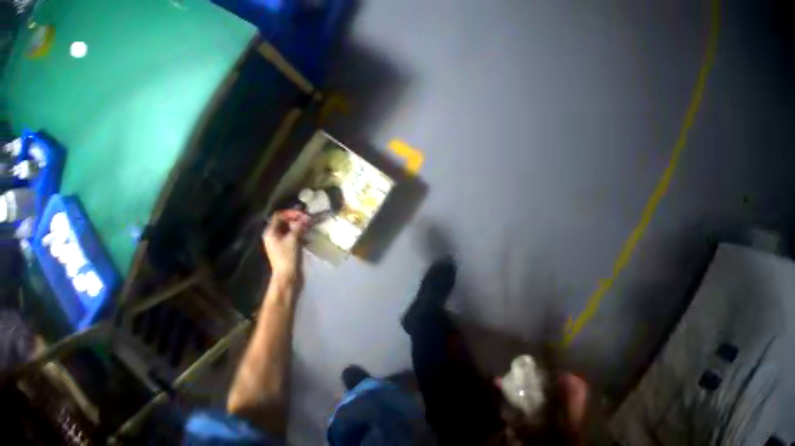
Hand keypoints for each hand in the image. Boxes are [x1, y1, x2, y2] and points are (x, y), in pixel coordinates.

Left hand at [263, 210, 309, 282]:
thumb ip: (298, 227)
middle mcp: (272, 235)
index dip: (290, 214)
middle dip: (295, 220)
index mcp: (270, 232)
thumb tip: (305, 218)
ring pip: (287, 229)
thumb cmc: (286, 258)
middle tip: (306, 220)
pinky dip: (297, 234)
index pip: (279, 216)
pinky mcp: (283, 248)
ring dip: (297, 227)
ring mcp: (277, 242)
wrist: (285, 277)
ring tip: (307, 227)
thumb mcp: (292, 240)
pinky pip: (289, 237)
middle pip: (283, 222)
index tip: (302, 215)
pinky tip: (305, 236)